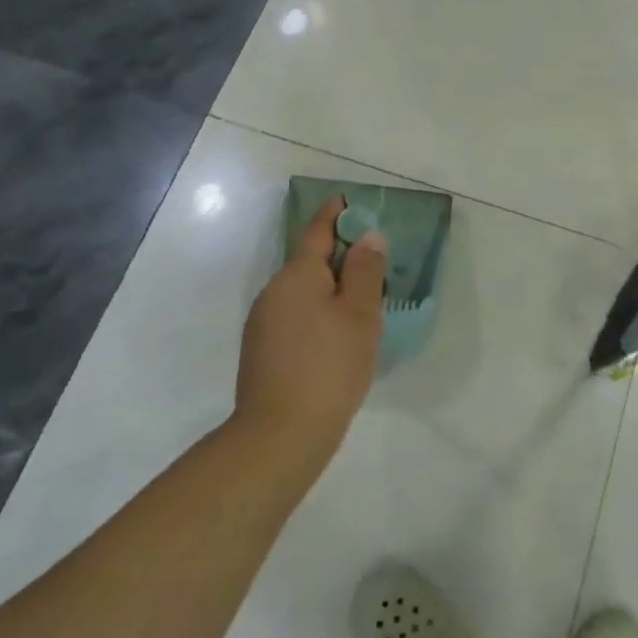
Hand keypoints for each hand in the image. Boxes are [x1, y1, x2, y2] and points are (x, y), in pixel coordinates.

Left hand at [236, 196, 385, 464]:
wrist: (280, 436)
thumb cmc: (329, 366)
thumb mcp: (359, 314)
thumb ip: (365, 271)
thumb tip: (367, 236)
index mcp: (296, 275)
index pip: (317, 231)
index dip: (334, 214)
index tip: (348, 200)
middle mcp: (273, 292)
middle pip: (309, 262)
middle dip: (339, 256)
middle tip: (374, 261)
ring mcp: (263, 323)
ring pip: (303, 292)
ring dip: (330, 289)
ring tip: (362, 303)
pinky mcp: (263, 351)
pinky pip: (296, 316)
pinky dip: (318, 313)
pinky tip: (338, 336)